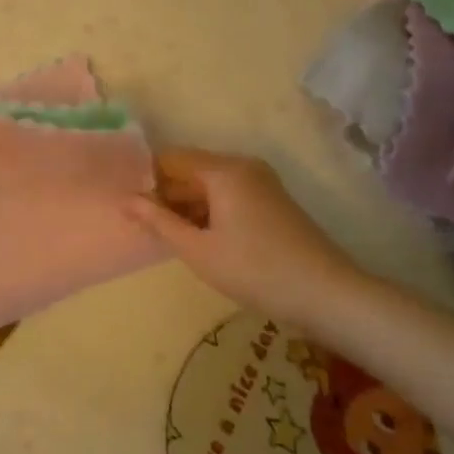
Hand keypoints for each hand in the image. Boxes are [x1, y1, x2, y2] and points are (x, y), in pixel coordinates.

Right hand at [125, 149, 364, 331]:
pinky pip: (229, 195)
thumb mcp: (199, 250)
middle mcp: (242, 166)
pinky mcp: (272, 201)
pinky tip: (199, 239)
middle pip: (191, 169)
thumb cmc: (256, 270)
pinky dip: (209, 211)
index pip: (170, 158)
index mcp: (223, 170)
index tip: (128, 204)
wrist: (329, 295)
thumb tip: (125, 200)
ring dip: (187, 205)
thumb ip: (158, 222)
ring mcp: (261, 183)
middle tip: (142, 225)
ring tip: (166, 235)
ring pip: (210, 184)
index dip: (146, 178)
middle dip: (166, 194)